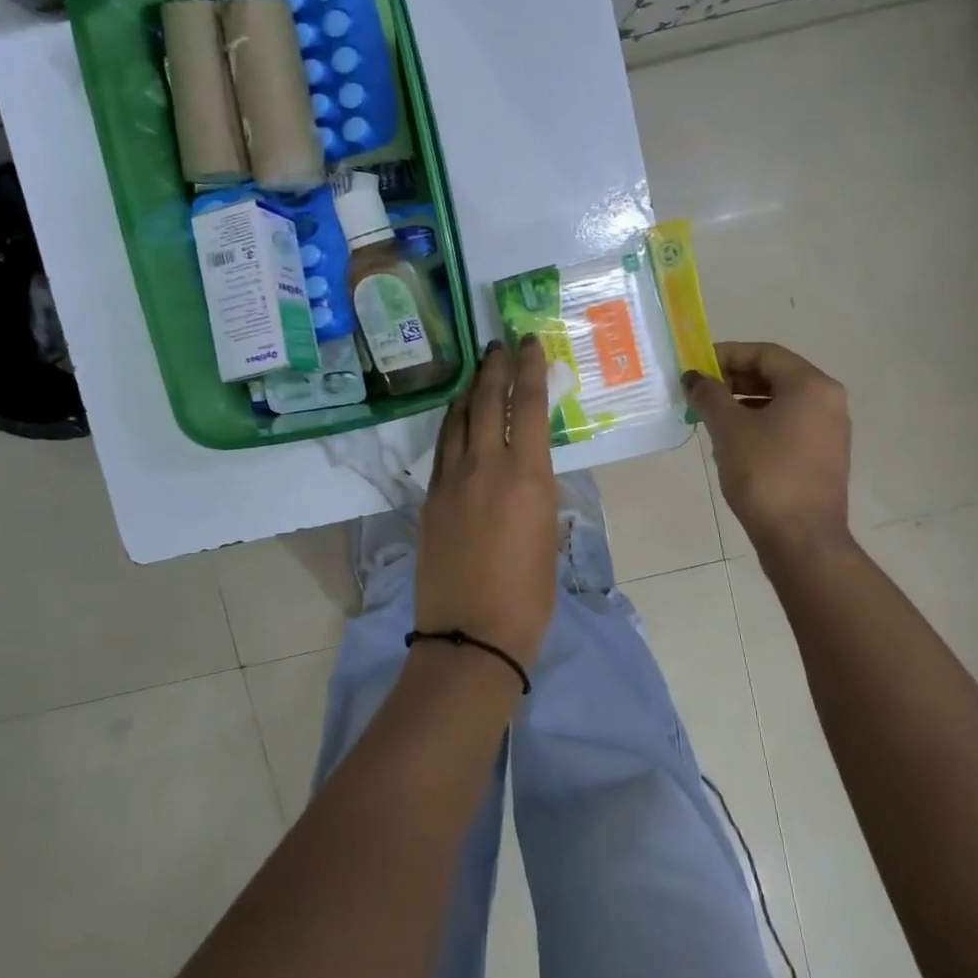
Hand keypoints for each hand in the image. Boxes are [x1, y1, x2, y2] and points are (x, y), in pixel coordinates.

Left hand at [415, 337, 559, 665]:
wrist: (471, 634)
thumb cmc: (528, 595)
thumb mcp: (547, 535)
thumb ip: (536, 492)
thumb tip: (527, 471)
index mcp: (527, 476)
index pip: (527, 406)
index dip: (529, 369)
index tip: (528, 343)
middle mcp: (486, 467)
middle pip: (487, 402)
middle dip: (494, 368)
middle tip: (498, 343)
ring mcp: (451, 481)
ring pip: (458, 420)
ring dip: (470, 391)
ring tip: (477, 370)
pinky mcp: (430, 499)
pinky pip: (442, 448)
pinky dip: (451, 424)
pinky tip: (455, 417)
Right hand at [684, 341, 853, 553]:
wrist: (802, 538)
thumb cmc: (765, 475)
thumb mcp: (729, 429)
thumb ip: (709, 395)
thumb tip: (694, 378)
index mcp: (811, 385)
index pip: (764, 353)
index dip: (725, 354)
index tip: (694, 367)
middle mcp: (828, 400)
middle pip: (774, 374)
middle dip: (733, 379)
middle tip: (698, 392)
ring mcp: (829, 429)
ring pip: (780, 400)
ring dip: (743, 401)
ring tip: (709, 415)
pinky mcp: (823, 455)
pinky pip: (788, 423)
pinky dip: (759, 421)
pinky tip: (731, 439)